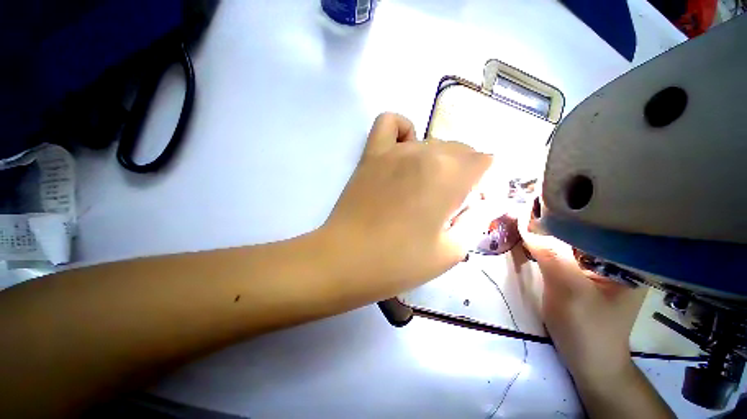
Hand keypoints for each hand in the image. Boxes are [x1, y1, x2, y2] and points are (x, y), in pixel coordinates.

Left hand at [322, 113, 491, 298]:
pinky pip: (390, 123)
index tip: (474, 207)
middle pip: (462, 151)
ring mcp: (394, 150)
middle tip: (450, 205)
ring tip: (427, 188)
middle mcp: (425, 153)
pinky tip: (404, 152)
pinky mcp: (371, 154)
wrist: (346, 259)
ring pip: (433, 142)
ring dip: (440, 162)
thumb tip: (484, 201)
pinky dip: (403, 131)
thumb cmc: (399, 262)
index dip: (486, 185)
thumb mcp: (451, 251)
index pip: (487, 163)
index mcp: (449, 175)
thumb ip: (475, 221)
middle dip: (466, 175)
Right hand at [519, 205, 646, 381]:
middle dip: (550, 213)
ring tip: (521, 214)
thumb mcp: (568, 289)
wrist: (589, 361)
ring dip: (544, 226)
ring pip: (568, 234)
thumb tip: (521, 217)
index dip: (563, 204)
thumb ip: (548, 251)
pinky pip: (560, 247)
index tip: (533, 195)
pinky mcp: (581, 269)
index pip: (594, 216)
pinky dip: (543, 240)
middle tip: (521, 203)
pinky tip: (528, 234)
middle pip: (580, 223)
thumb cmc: (587, 329)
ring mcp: (597, 261)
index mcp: (626, 253)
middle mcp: (615, 251)